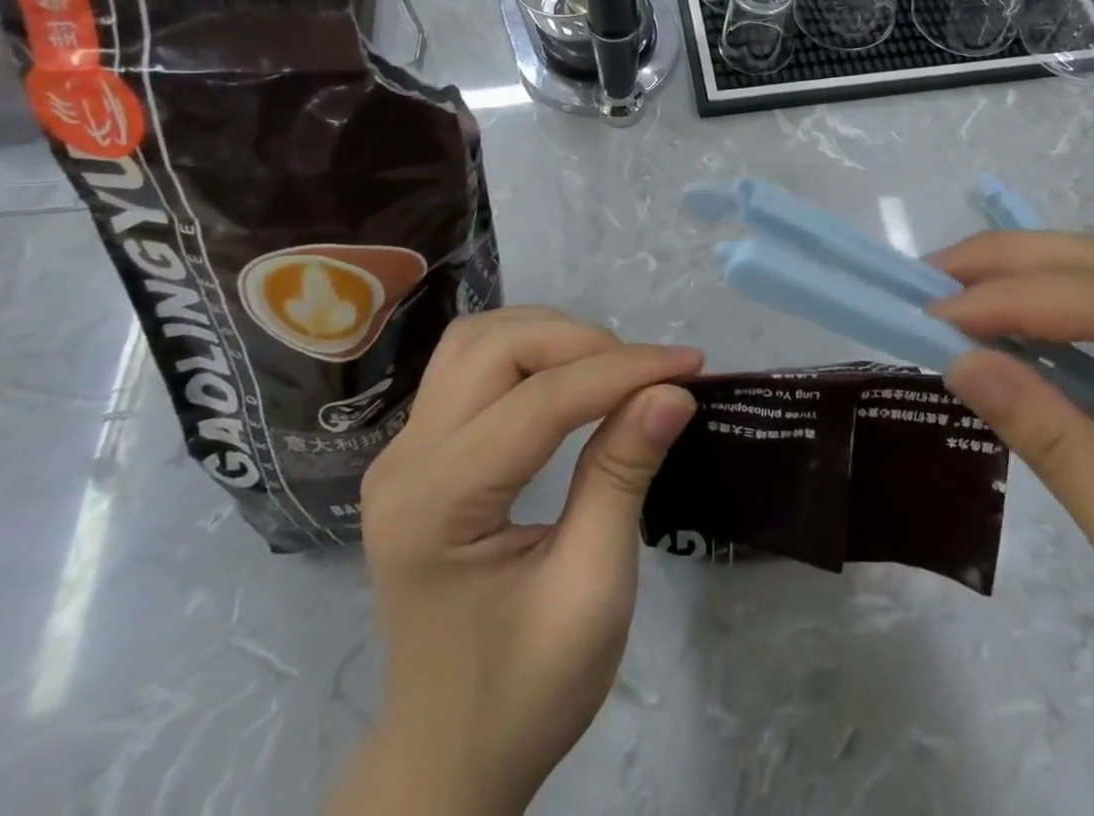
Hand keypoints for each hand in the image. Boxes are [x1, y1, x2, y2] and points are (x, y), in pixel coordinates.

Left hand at [326, 308, 702, 815]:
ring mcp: (402, 452)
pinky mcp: (417, 452)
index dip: (622, 371)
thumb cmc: (524, 691)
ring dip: (549, 337)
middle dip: (580, 342)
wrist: (448, 755)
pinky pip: (470, 366)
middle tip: (646, 375)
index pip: (539, 401)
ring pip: (477, 341)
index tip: (691, 364)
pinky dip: (527, 354)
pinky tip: (566, 381)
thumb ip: (622, 477)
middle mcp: (404, 461)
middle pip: (494, 347)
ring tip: (610, 372)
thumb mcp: (590, 592)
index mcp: (437, 505)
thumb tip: (672, 391)